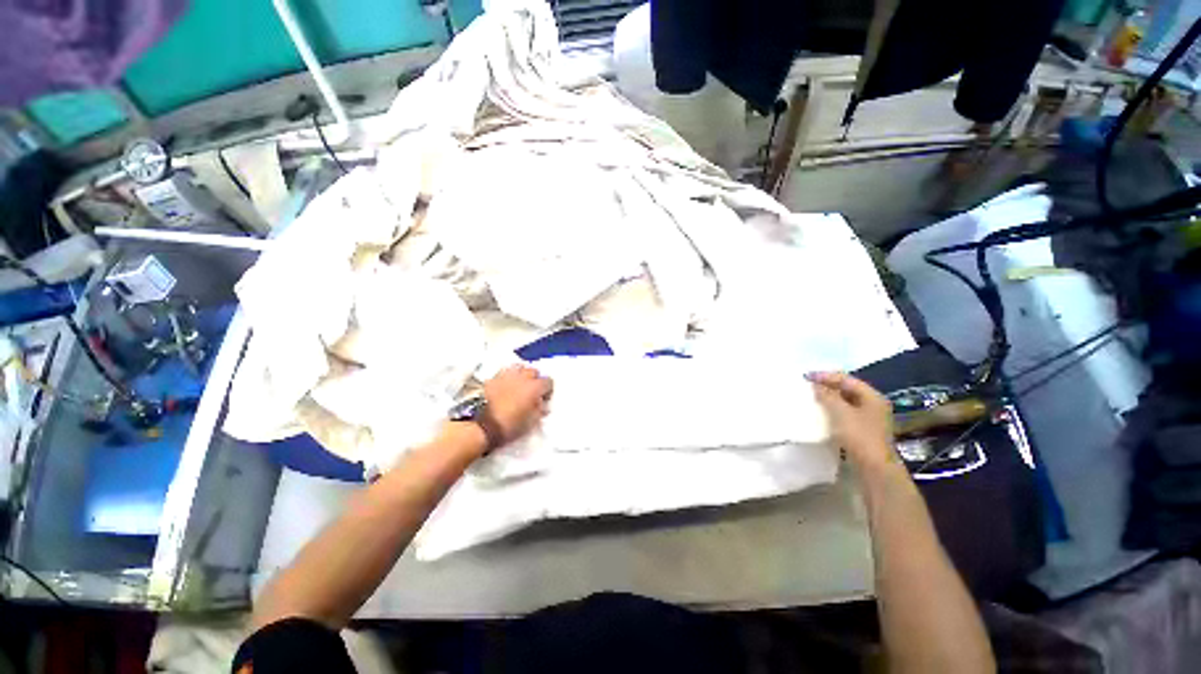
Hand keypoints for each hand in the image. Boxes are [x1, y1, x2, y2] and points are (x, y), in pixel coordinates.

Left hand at [482, 364, 552, 445]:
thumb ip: (539, 410)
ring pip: (518, 368)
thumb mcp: (531, 422)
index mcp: (534, 387)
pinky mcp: (491, 379)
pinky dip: (506, 378)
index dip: (548, 390)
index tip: (544, 399)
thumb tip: (542, 404)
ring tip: (518, 385)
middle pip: (533, 371)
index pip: (548, 381)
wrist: (480, 427)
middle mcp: (522, 377)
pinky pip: (503, 373)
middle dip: (534, 379)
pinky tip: (504, 386)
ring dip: (520, 375)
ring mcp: (505, 376)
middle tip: (531, 391)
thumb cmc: (509, 426)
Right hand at [808, 371, 897, 471]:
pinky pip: (845, 414)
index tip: (805, 377)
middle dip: (827, 386)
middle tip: (807, 386)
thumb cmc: (859, 436)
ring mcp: (869, 418)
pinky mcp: (863, 431)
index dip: (825, 376)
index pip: (846, 379)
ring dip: (828, 399)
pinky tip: (821, 414)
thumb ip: (827, 395)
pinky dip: (832, 411)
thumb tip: (815, 385)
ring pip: (845, 402)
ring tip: (811, 398)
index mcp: (872, 396)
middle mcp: (873, 404)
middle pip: (847, 389)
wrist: (874, 468)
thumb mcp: (840, 412)